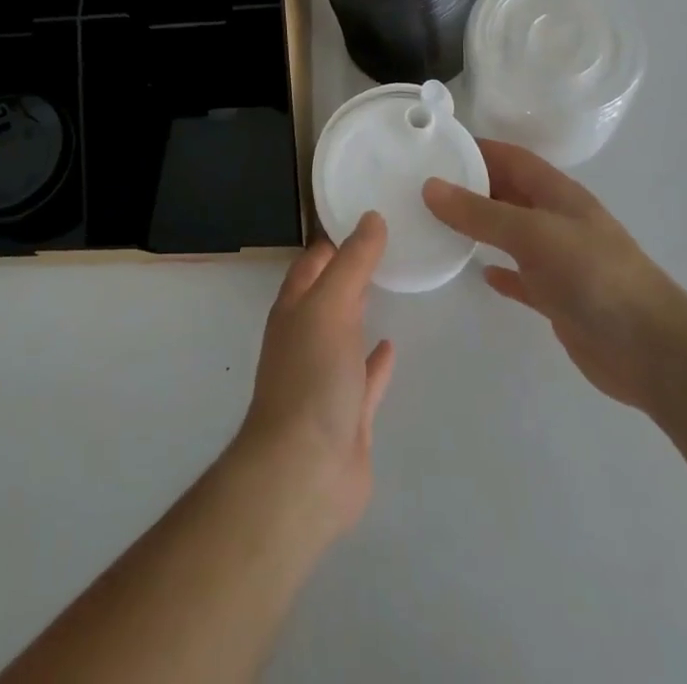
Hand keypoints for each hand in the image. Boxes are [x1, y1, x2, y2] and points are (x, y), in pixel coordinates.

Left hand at [233, 213, 395, 536]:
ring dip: (362, 312)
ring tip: (392, 285)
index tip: (367, 215)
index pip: (313, 262)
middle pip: (329, 294)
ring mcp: (326, 377)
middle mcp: (305, 338)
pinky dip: (377, 361)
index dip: (335, 238)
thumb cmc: (311, 376)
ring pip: (346, 334)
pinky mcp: (349, 414)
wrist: (305, 471)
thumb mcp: (330, 305)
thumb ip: (353, 262)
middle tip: (388, 245)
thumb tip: (371, 216)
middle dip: (350, 271)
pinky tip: (393, 345)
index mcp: (294, 309)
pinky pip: (365, 377)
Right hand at [424, 141, 683, 411]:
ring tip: (438, 224)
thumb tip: (430, 187)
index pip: (511, 158)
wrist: (651, 350)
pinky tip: (478, 273)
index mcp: (557, 193)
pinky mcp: (558, 297)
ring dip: (480, 227)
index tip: (435, 146)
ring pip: (511, 233)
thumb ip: (481, 213)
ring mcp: (559, 260)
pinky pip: (521, 276)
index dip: (477, 148)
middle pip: (508, 192)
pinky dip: (500, 272)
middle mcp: (557, 220)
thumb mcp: (532, 234)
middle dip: (471, 185)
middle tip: (424, 185)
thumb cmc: (594, 275)